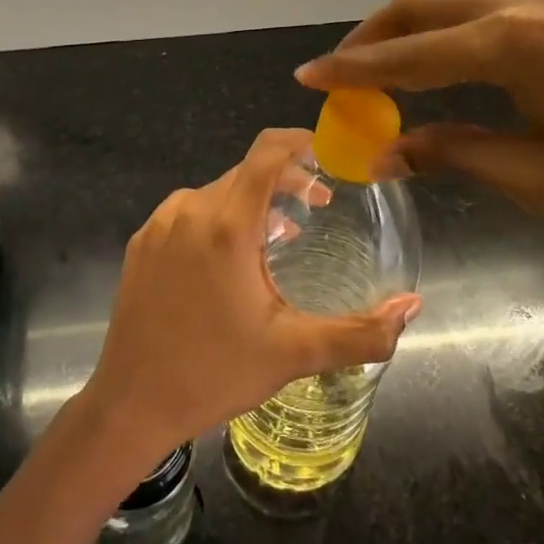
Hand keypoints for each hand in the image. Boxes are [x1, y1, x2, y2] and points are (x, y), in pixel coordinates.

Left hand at [79, 128, 420, 463]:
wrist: (130, 403)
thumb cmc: (215, 373)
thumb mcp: (294, 353)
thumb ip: (361, 332)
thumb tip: (412, 306)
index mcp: (226, 225)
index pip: (266, 152)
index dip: (299, 141)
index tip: (327, 152)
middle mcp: (189, 210)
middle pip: (245, 172)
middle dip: (285, 180)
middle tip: (316, 207)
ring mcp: (158, 224)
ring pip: (216, 192)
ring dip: (251, 202)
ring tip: (278, 238)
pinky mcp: (140, 242)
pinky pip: (188, 212)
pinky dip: (217, 218)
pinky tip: (228, 259)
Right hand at [296, 0, 543, 314]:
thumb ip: (458, 154)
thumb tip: (388, 152)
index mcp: (510, 43)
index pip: (404, 55)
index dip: (348, 71)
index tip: (304, 79)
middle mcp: (524, 2)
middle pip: (420, 8)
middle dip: (370, 41)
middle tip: (338, 79)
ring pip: (455, 3)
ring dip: (411, 35)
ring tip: (384, 76)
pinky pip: (491, 10)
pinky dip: (452, 34)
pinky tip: (449, 67)